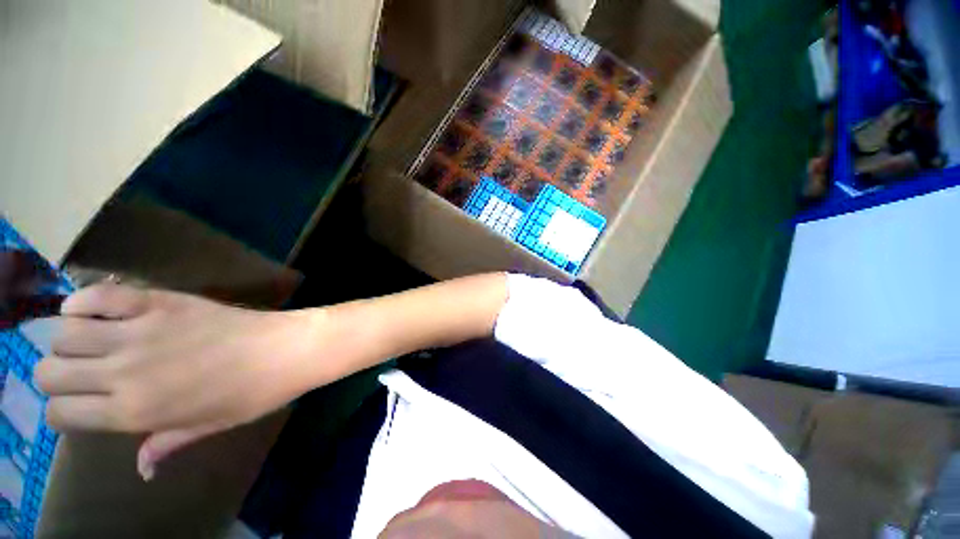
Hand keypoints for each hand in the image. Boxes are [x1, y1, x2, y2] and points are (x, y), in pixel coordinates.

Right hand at [35, 283, 320, 478]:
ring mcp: (139, 333)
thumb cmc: (252, 393)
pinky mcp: (159, 303)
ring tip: (90, 342)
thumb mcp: (208, 426)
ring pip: (64, 334)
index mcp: (132, 413)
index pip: (59, 415)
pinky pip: (99, 295)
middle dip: (57, 375)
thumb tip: (141, 467)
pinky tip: (91, 310)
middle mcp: (123, 373)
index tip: (78, 405)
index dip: (62, 411)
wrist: (285, 350)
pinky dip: (83, 301)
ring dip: (67, 340)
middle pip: (49, 372)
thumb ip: (166, 443)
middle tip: (80, 373)